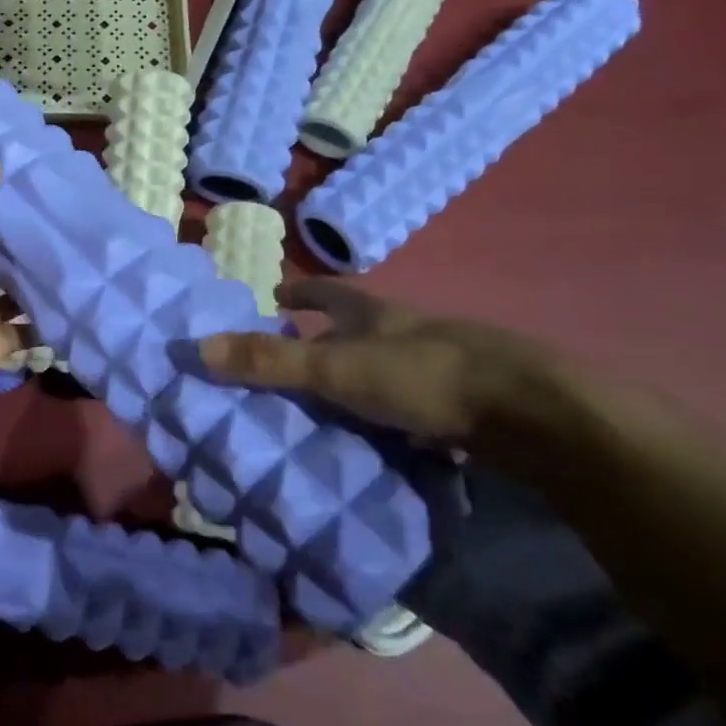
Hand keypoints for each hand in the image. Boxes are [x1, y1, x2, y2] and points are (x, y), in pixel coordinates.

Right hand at [198, 279, 573, 452]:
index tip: (276, 293)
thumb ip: (270, 362)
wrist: (529, 412)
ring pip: (387, 365)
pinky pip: (415, 402)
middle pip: (358, 327)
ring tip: (329, 404)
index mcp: (373, 314)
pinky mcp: (466, 403)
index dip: (302, 289)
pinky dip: (393, 413)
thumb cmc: (421, 376)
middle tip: (292, 359)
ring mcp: (441, 364)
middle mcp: (405, 330)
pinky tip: (383, 437)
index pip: (329, 290)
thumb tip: (197, 348)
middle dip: (325, 337)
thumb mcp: (336, 369)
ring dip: (359, 377)